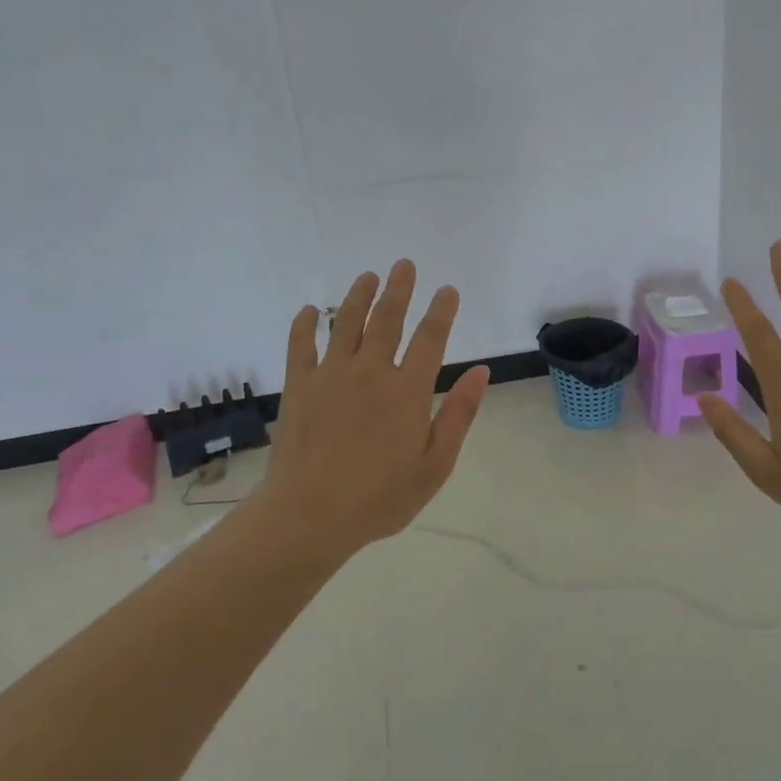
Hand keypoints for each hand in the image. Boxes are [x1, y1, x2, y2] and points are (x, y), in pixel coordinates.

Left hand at [253, 260, 488, 560]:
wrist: (309, 515)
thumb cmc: (380, 497)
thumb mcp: (435, 464)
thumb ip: (459, 414)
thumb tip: (481, 372)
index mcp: (408, 390)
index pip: (431, 338)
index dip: (441, 311)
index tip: (447, 290)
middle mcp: (371, 371)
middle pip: (388, 319)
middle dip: (399, 289)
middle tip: (404, 265)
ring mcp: (331, 375)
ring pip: (346, 323)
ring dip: (358, 296)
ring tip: (367, 276)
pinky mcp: (299, 386)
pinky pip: (301, 345)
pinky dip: (305, 324)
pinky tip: (311, 310)